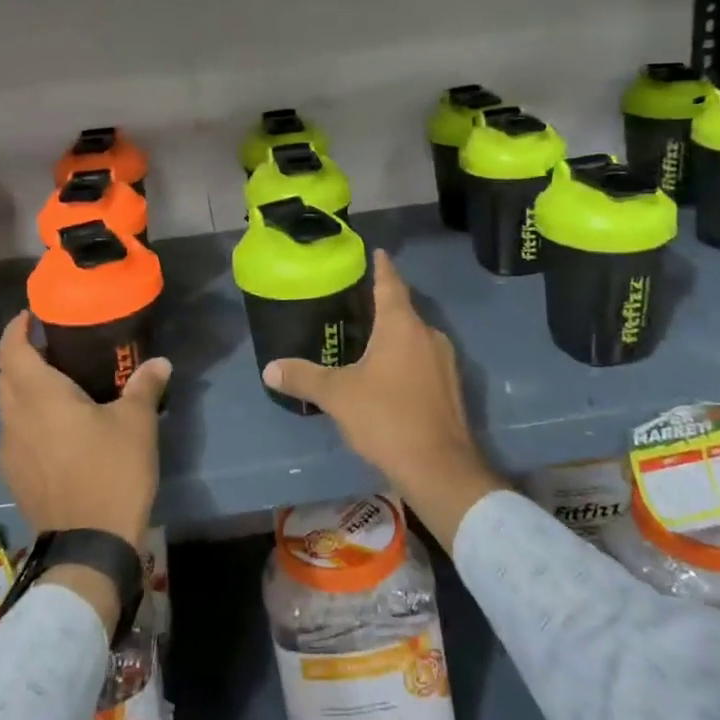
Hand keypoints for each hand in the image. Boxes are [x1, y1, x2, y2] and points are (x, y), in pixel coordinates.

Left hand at [0, 311, 168, 549]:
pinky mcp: (15, 478)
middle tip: (54, 348)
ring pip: (9, 408)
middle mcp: (15, 419)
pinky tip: (58, 429)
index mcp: (39, 397)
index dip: (17, 329)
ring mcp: (10, 452)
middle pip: (7, 377)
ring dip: (25, 390)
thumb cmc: (111, 471)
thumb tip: (159, 362)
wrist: (89, 547)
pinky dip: (30, 419)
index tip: (31, 316)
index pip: (12, 350)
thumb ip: (144, 386)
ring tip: (59, 386)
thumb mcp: (136, 423)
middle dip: (23, 357)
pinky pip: (16, 434)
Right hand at [264, 250, 507, 547]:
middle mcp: (427, 335)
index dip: (382, 267)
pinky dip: (406, 358)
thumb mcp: (337, 396)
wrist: (439, 468)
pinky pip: (424, 359)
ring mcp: (445, 361)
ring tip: (369, 338)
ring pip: (415, 336)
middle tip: (357, 301)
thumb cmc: (386, 417)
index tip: (377, 252)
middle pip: (403, 309)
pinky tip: (389, 375)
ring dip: (395, 334)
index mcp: (401, 325)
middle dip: (383, 304)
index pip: (390, 284)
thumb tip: (269, 368)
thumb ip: (304, 378)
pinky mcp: (451, 387)